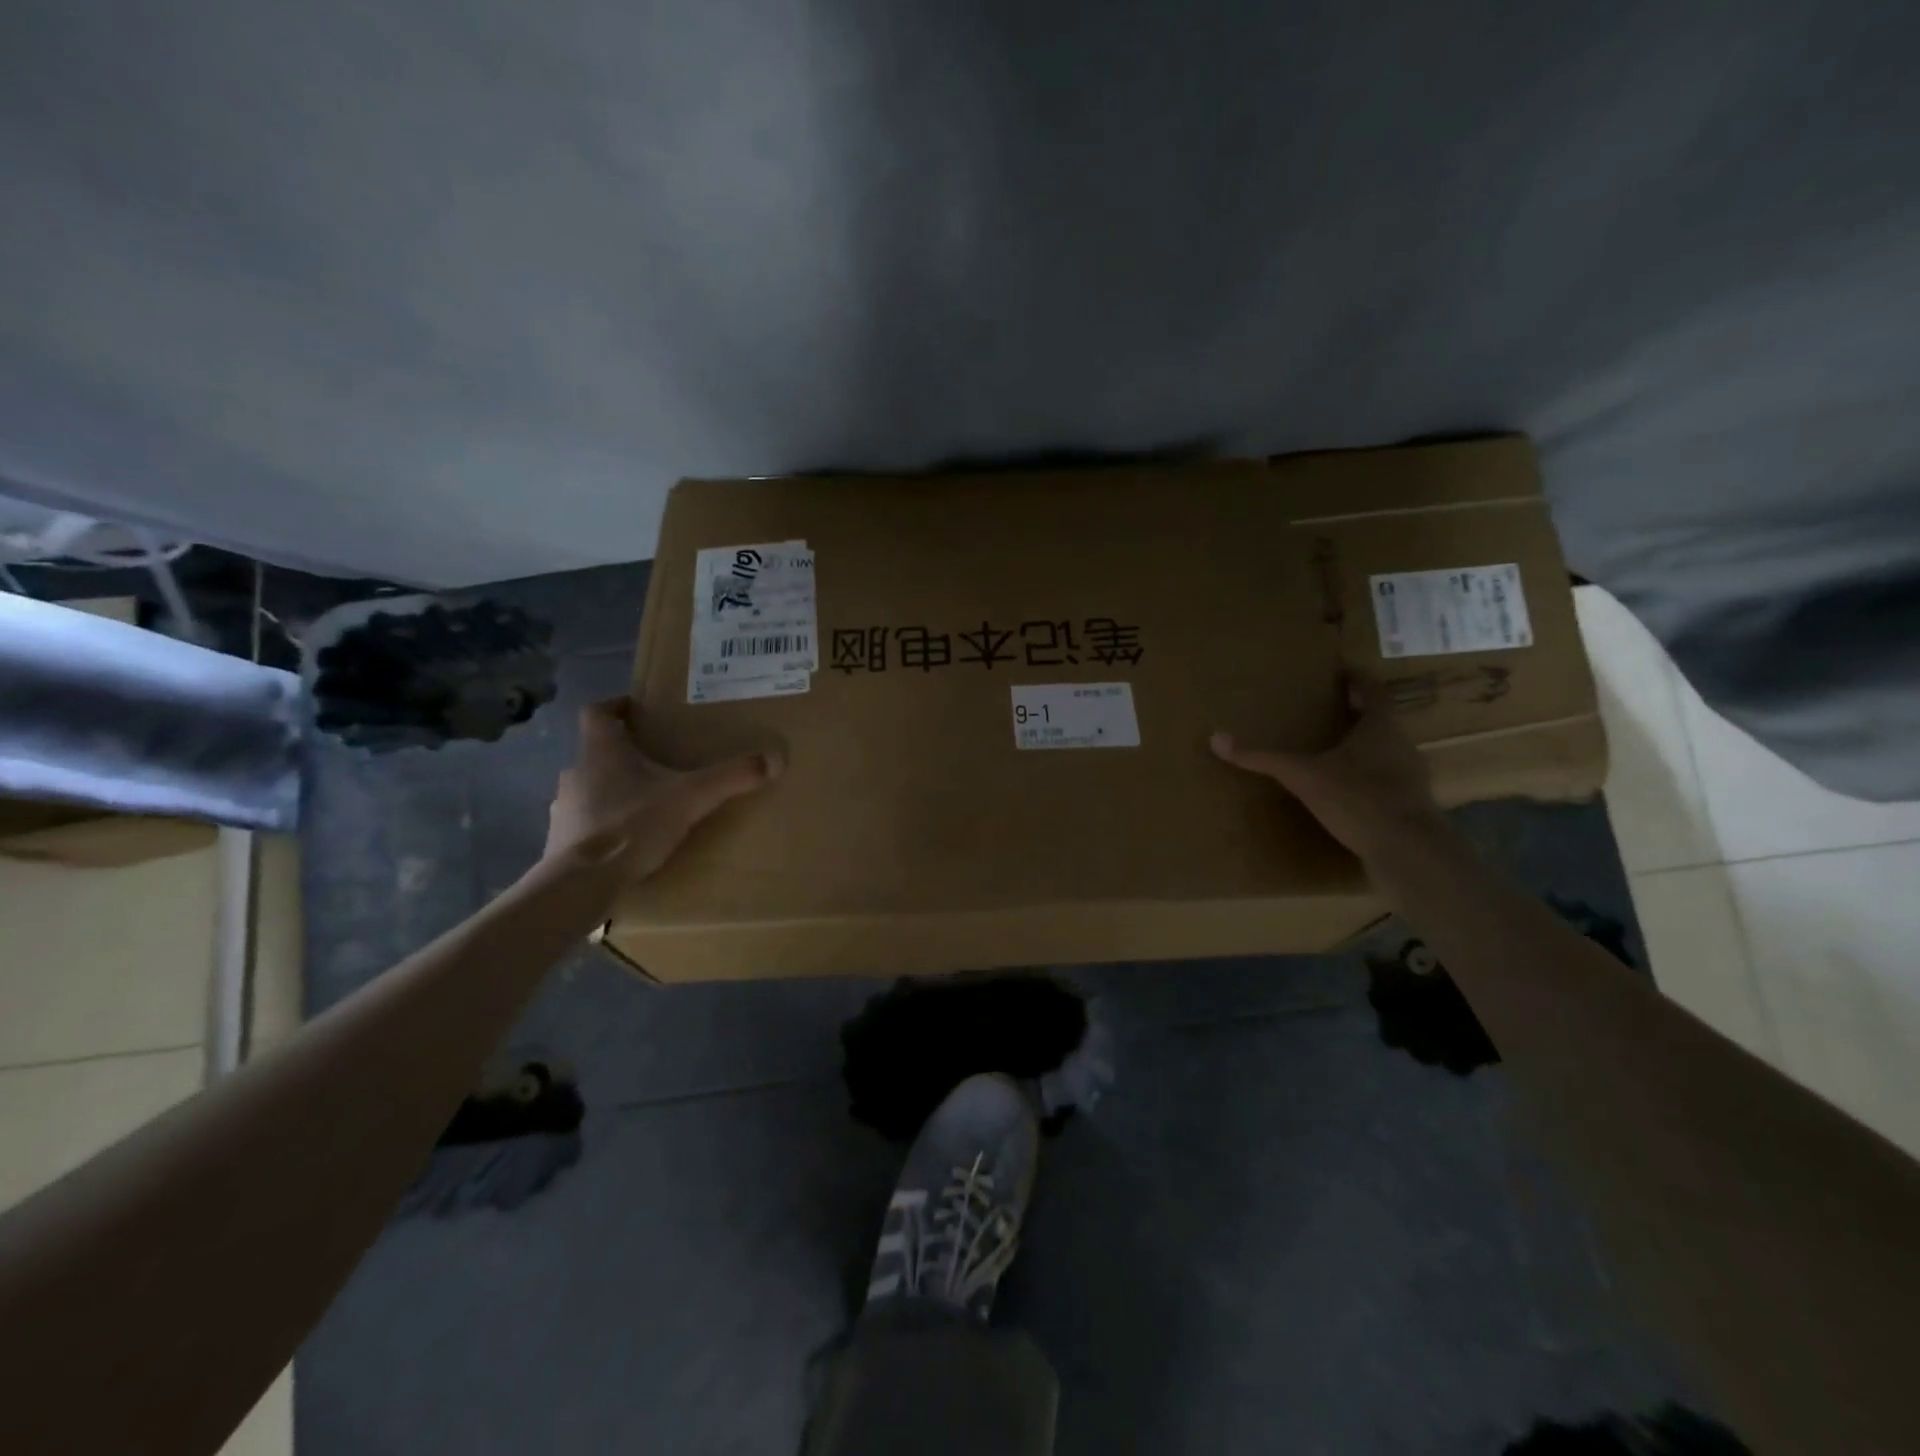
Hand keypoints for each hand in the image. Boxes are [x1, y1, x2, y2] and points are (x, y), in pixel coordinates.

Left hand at [543, 697, 781, 876]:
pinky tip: (628, 839)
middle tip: (659, 762)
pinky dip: (605, 825)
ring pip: (591, 788)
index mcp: (602, 751)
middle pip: (598, 752)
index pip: (597, 711)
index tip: (637, 710)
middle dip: (626, 755)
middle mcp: (577, 772)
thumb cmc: (632, 825)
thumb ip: (732, 777)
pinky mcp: (562, 840)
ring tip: (647, 804)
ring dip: (613, 791)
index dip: (616, 706)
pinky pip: (586, 823)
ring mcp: (564, 807)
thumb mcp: (692, 798)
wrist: (582, 883)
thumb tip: (776, 759)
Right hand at [1211, 674, 1444, 862]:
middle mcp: (1401, 745)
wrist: (1408, 850)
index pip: (1372, 690)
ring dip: (1364, 747)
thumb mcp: (1302, 776)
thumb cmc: (1357, 798)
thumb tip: (1216, 739)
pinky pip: (1387, 781)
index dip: (1357, 678)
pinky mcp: (1410, 806)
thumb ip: (1263, 759)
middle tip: (1330, 709)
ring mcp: (1411, 776)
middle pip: (1380, 720)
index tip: (1341, 670)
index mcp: (1380, 727)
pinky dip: (1368, 778)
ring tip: (1334, 751)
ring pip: (1386, 751)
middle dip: (1356, 713)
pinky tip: (1347, 792)